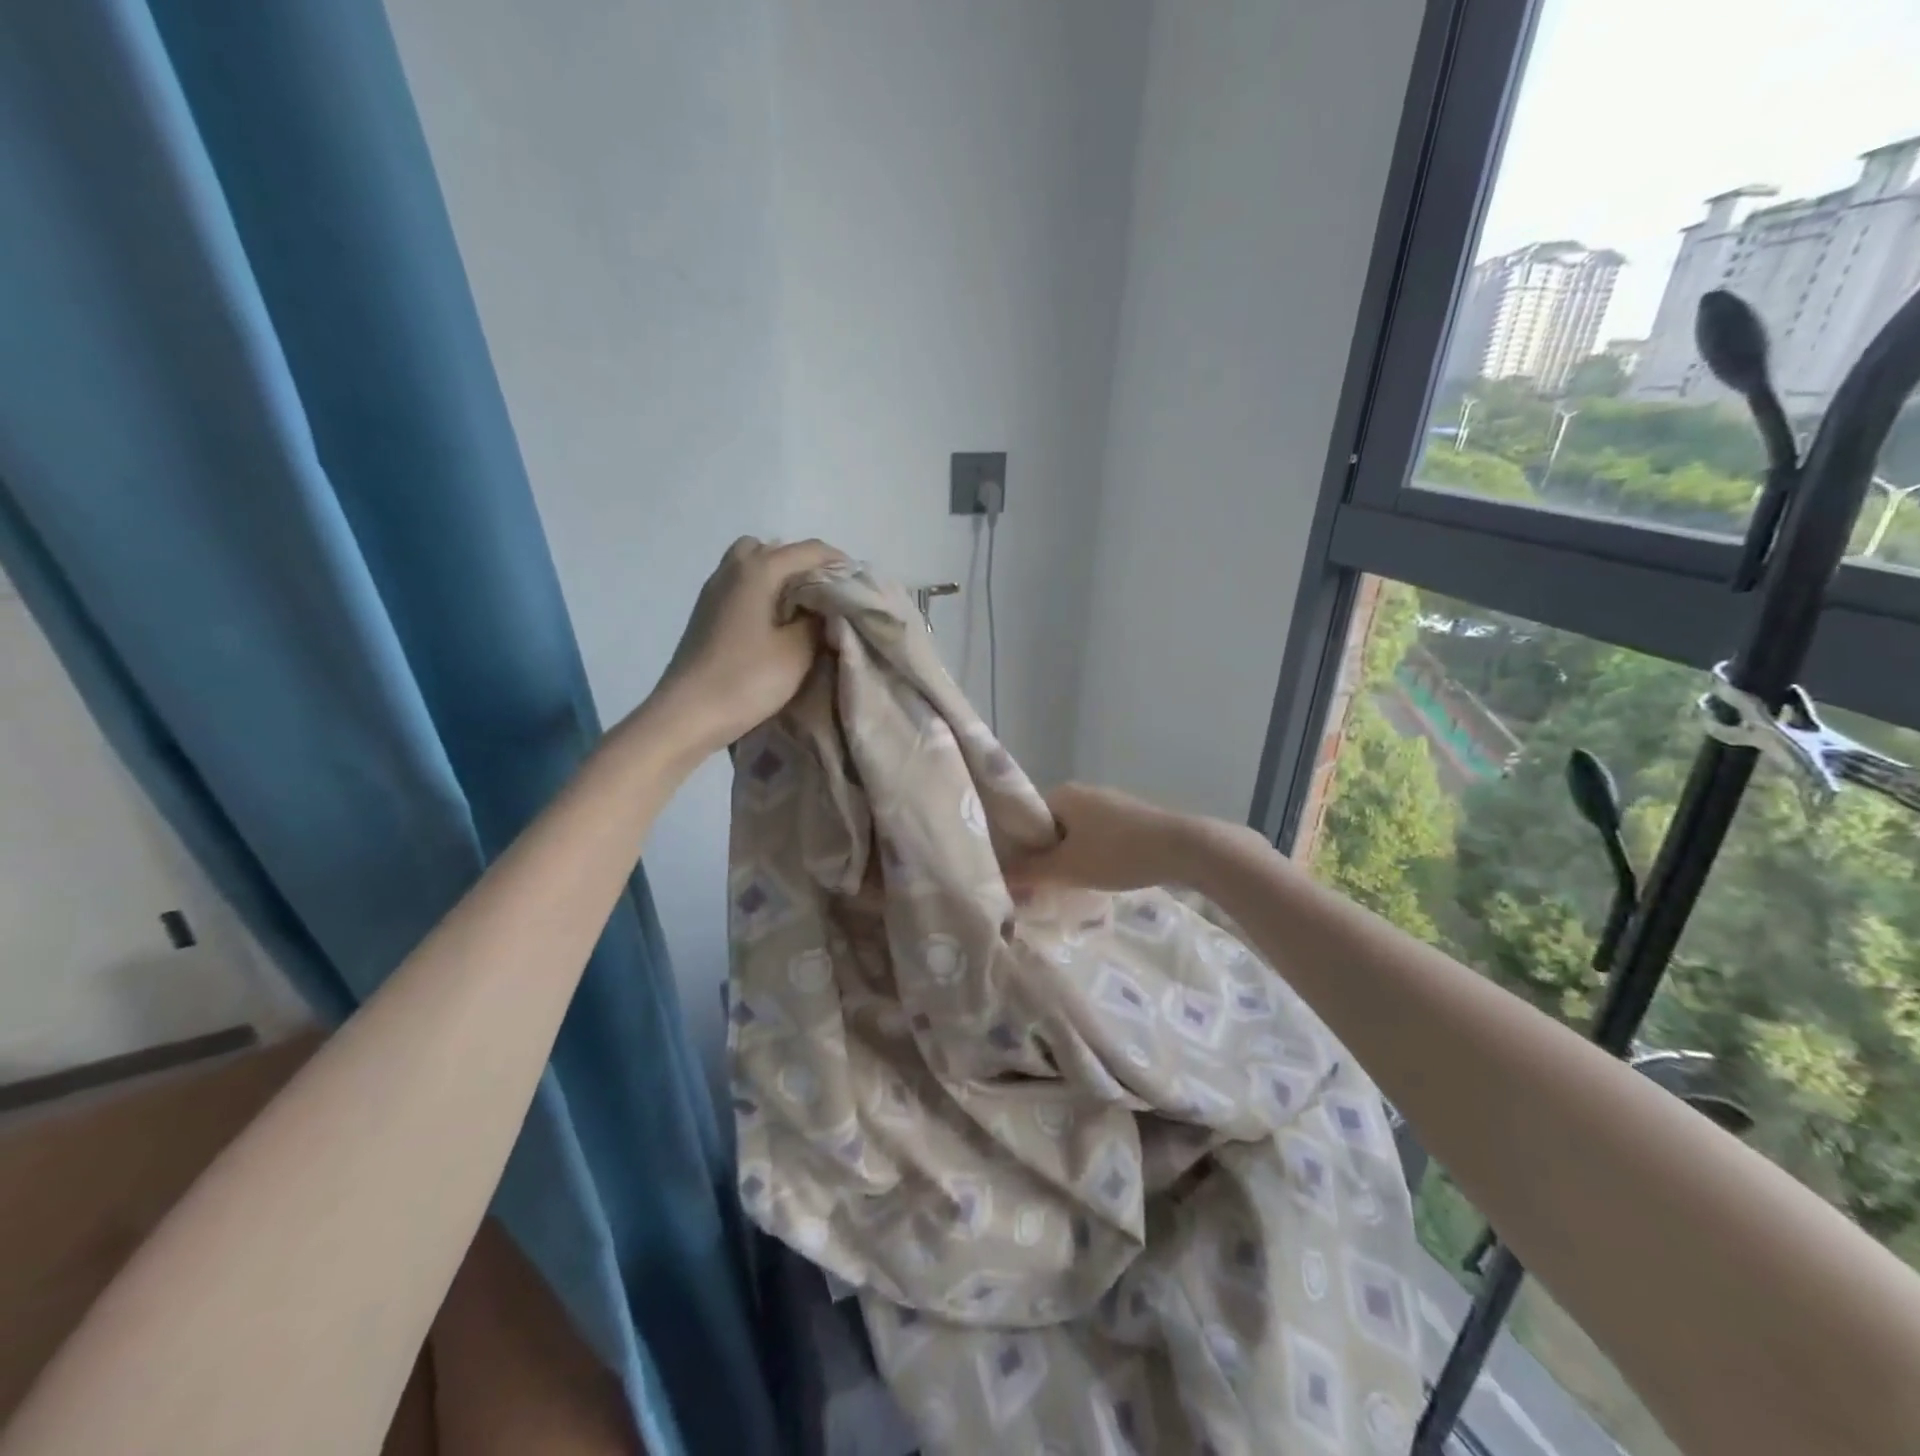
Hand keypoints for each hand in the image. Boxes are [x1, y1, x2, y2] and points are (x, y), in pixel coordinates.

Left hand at [649, 536, 843, 753]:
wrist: (687, 714)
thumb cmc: (746, 679)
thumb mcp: (797, 652)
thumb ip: (817, 621)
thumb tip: (823, 607)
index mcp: (757, 571)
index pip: (807, 550)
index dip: (837, 561)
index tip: (859, 582)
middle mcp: (732, 570)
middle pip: (772, 548)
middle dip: (802, 564)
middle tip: (823, 593)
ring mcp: (713, 591)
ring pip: (751, 566)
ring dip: (778, 579)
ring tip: (800, 610)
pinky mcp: (705, 614)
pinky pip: (739, 586)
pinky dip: (761, 594)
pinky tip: (774, 624)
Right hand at [1005, 783, 1208, 893]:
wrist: (1182, 848)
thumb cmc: (1118, 854)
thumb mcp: (1068, 868)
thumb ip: (1031, 872)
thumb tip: (999, 877)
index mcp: (1062, 794)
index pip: (1025, 819)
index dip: (1018, 847)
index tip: (1018, 874)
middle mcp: (1083, 791)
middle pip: (1050, 826)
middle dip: (1046, 855)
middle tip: (1042, 885)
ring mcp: (1109, 803)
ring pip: (1075, 833)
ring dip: (1070, 857)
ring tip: (1071, 884)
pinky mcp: (1130, 817)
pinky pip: (1098, 836)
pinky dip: (1093, 854)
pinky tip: (1100, 875)